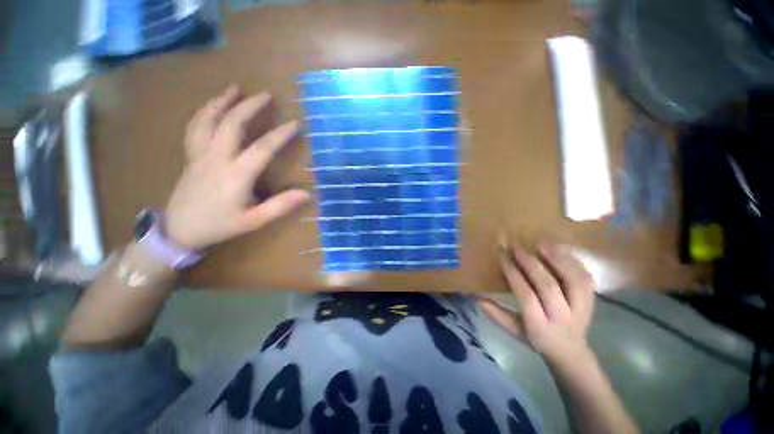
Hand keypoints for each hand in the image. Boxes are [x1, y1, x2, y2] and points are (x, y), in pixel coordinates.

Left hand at [164, 86, 311, 250]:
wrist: (179, 230)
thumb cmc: (219, 225)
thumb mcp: (254, 220)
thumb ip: (280, 206)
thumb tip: (307, 194)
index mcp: (236, 174)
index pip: (262, 148)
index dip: (280, 134)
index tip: (295, 123)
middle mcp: (217, 158)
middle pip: (231, 124)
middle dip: (249, 106)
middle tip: (265, 94)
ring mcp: (200, 154)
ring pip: (208, 120)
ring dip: (222, 102)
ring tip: (234, 89)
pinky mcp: (191, 155)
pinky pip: (195, 127)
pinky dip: (204, 112)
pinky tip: (212, 107)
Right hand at [479, 240, 595, 364]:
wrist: (571, 352)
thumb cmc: (537, 339)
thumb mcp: (514, 331)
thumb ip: (497, 315)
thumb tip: (478, 298)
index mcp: (539, 326)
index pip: (526, 296)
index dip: (514, 274)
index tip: (503, 256)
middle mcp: (561, 317)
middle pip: (548, 286)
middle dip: (530, 264)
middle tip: (517, 247)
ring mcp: (580, 309)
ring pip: (572, 281)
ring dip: (556, 260)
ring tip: (540, 244)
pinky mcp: (591, 302)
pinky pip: (586, 279)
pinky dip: (574, 262)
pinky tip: (560, 250)